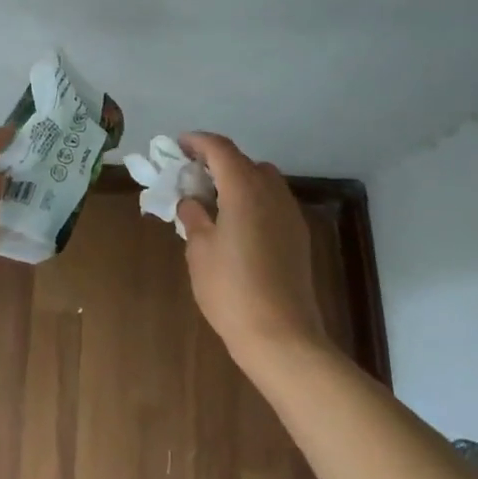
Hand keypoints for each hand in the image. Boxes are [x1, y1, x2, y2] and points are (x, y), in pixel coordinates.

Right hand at [176, 131, 330, 370]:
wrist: (283, 337)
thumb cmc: (232, 290)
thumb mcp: (200, 251)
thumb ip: (194, 217)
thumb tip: (192, 201)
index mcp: (244, 188)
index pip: (220, 148)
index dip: (198, 141)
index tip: (179, 145)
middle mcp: (271, 191)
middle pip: (243, 161)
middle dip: (217, 161)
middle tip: (193, 176)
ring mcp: (289, 213)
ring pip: (262, 179)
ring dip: (238, 179)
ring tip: (215, 200)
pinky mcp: (298, 235)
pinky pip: (272, 201)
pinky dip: (253, 199)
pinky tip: (238, 225)